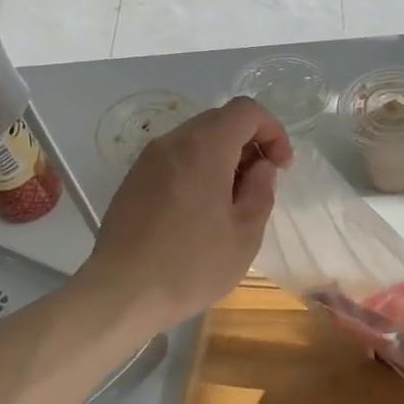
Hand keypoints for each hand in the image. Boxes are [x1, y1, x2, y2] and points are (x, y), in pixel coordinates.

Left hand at [81, 96, 292, 334]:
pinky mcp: (132, 181)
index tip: (281, 166)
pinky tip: (198, 211)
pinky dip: (196, 169)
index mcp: (203, 149)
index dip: (272, 131)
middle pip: (218, 120)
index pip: (245, 111)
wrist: (123, 293)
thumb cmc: (191, 266)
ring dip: (221, 157)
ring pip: (193, 139)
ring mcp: (146, 161)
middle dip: (247, 143)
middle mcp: (171, 143)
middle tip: (258, 184)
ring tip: (229, 201)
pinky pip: (173, 159)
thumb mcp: (245, 235)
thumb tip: (261, 167)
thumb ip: (261, 191)